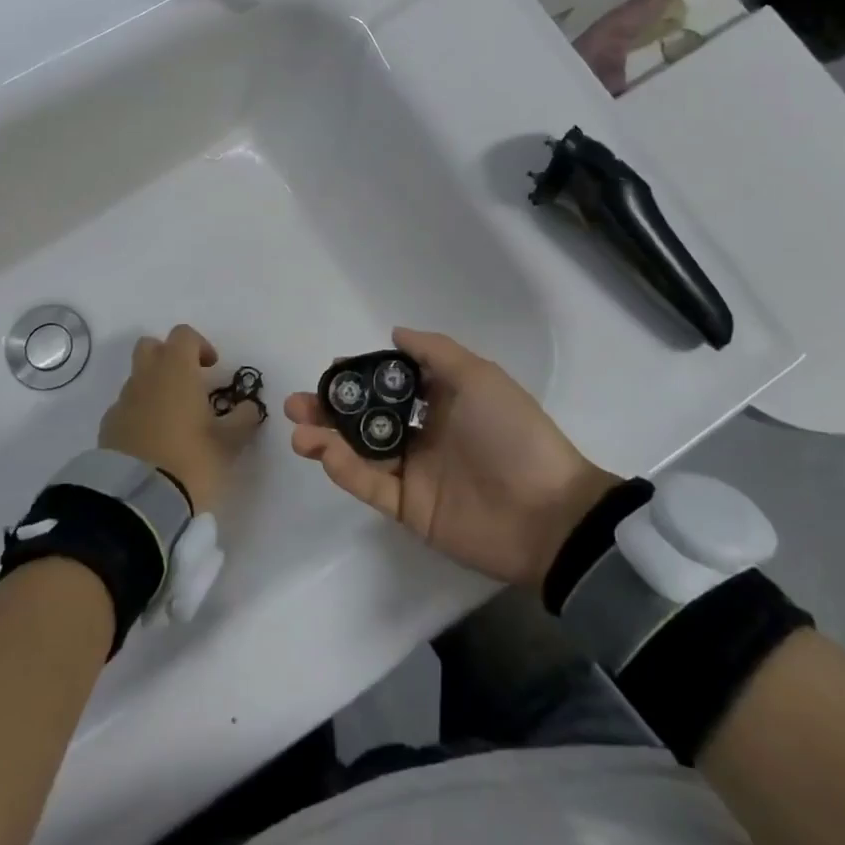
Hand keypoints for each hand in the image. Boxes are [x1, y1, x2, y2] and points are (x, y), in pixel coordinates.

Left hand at [99, 324, 261, 511]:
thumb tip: (249, 407)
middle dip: (169, 357)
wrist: (137, 501)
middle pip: (151, 347)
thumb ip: (243, 419)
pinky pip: (126, 408)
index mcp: (176, 370)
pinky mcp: (108, 428)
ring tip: (174, 421)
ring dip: (154, 388)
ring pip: (137, 379)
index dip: (200, 345)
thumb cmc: (191, 460)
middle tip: (189, 383)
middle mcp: (145, 378)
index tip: (212, 368)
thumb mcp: (229, 442)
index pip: (183, 335)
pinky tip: (153, 442)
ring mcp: (122, 402)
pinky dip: (139, 414)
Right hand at [285, 328, 619, 587]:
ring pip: (360, 452)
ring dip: (327, 438)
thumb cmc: (512, 432)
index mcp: (443, 401)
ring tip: (299, 429)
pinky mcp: (409, 509)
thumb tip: (395, 334)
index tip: (333, 368)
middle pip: (367, 419)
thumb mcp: (479, 376)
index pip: (391, 385)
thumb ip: (435, 352)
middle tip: (298, 403)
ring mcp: (415, 473)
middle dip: (331, 409)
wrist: (546, 511)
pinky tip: (323, 451)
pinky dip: (344, 469)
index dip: (361, 376)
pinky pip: (370, 485)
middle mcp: (424, 434)